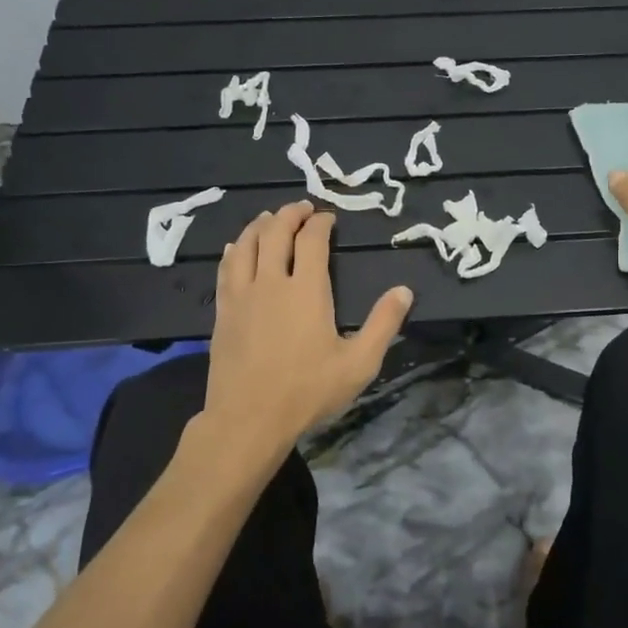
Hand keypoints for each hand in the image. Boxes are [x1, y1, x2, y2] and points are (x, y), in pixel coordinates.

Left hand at [197, 200, 412, 476]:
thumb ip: (383, 324)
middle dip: (290, 214)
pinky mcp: (223, 312)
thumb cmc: (307, 391)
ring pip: (246, 245)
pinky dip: (234, 250)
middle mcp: (271, 282)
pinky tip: (235, 248)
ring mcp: (242, 296)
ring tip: (269, 218)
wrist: (248, 419)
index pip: (311, 240)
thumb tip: (404, 290)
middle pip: (276, 233)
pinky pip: (226, 269)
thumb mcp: (359, 363)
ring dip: (260, 226)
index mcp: (306, 289)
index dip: (320, 222)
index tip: (328, 217)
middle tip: (302, 208)